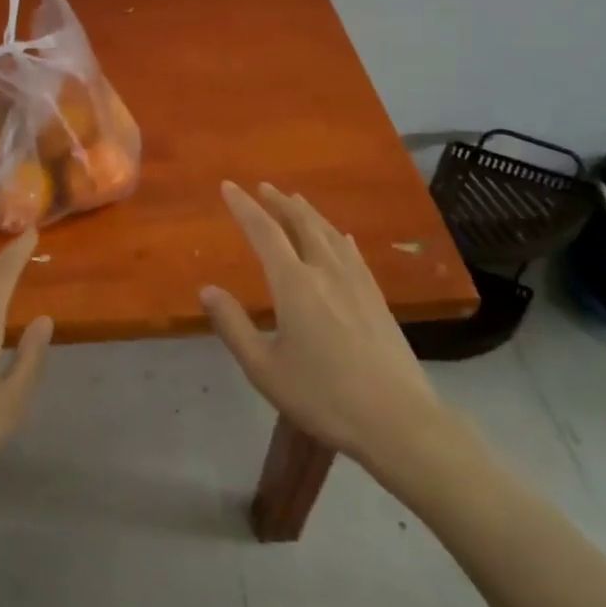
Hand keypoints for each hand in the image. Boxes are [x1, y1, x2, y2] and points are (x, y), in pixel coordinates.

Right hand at [201, 182, 444, 472]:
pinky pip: (353, 253)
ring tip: (295, 201)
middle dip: (279, 202)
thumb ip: (233, 326)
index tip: (229, 186)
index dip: (245, 207)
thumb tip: (207, 290)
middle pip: (301, 224)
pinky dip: (339, 236)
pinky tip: (341, 237)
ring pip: (329, 233)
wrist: (398, 420)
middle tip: (263, 187)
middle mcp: (326, 271)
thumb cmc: (323, 397)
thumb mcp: (264, 369)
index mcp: (295, 284)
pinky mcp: (377, 298)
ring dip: (308, 213)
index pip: (265, 233)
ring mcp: (357, 282)